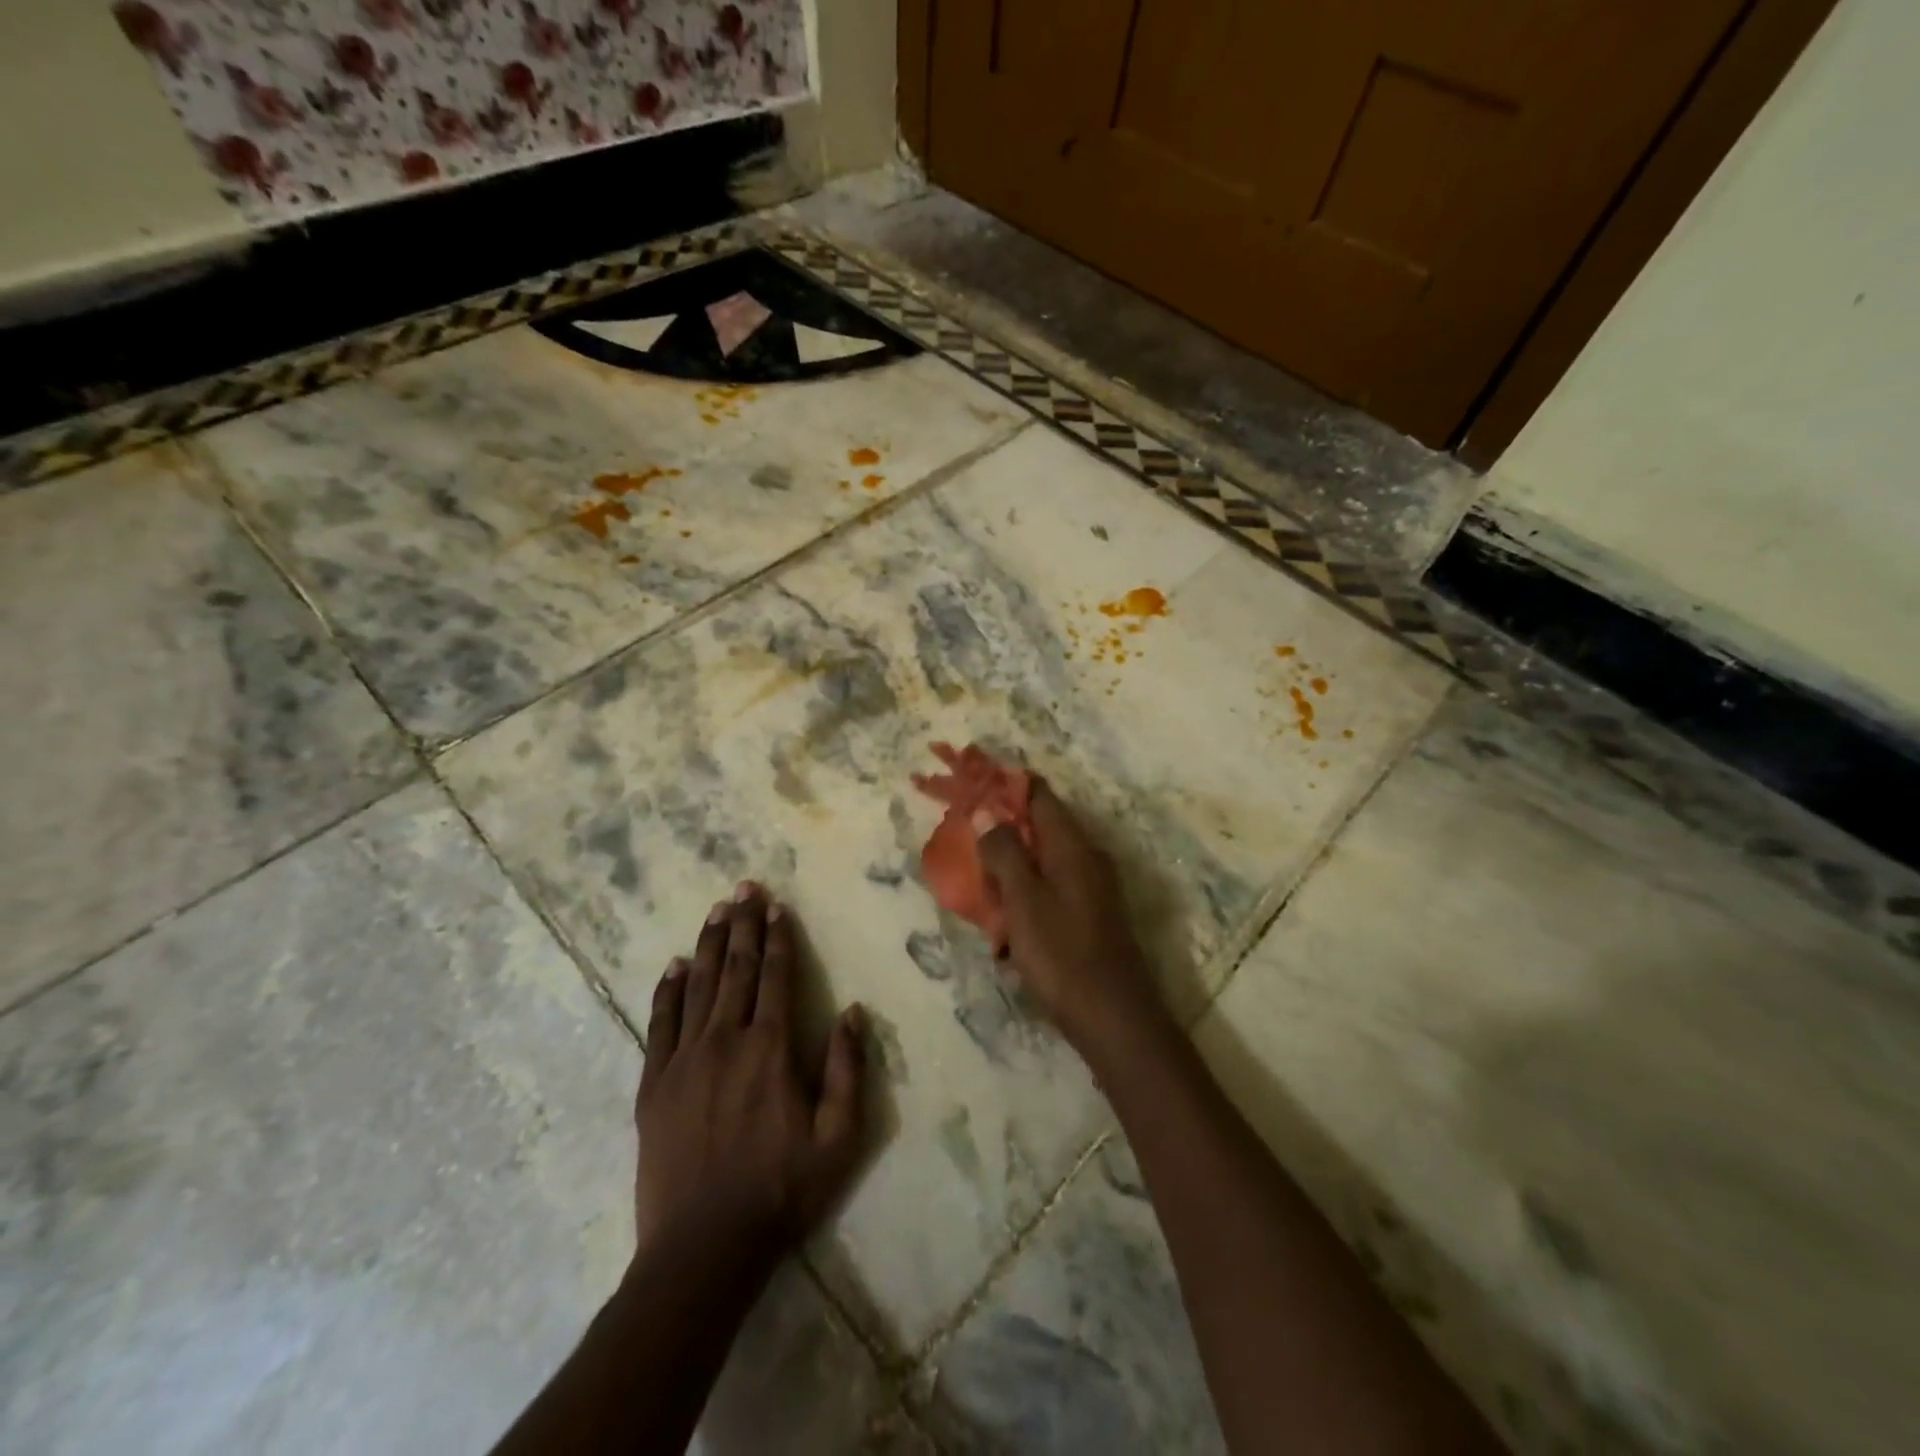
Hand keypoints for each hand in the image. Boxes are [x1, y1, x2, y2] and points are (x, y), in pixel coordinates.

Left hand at [635, 884, 866, 1259]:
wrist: (703, 1248)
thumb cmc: (781, 1191)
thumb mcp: (838, 1138)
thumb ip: (847, 1069)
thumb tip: (853, 1011)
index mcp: (771, 1049)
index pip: (775, 977)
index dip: (778, 939)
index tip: (777, 906)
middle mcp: (726, 1041)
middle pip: (736, 970)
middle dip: (743, 925)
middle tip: (744, 887)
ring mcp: (684, 1061)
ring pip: (699, 986)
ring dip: (710, 944)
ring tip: (716, 910)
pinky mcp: (654, 1085)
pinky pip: (660, 1024)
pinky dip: (669, 990)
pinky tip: (675, 965)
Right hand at [974, 780, 1169, 1058]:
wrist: (1114, 1018)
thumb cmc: (1063, 955)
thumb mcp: (1023, 900)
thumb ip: (1004, 852)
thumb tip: (986, 813)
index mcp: (1072, 846)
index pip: (1038, 794)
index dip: (1004, 785)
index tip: (970, 787)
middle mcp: (1086, 858)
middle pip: (1037, 828)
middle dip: (999, 834)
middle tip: (964, 847)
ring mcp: (1091, 888)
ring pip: (1039, 864)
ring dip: (1008, 875)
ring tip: (981, 900)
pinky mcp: (1088, 916)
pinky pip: (1047, 893)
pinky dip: (1023, 903)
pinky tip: (1006, 936)